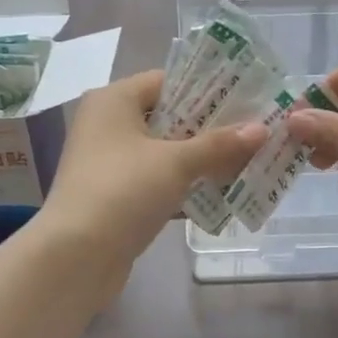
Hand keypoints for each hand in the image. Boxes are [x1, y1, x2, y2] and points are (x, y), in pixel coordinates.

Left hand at [40, 69, 266, 275]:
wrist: (75, 256)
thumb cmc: (123, 191)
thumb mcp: (176, 162)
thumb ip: (219, 144)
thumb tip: (262, 128)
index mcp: (113, 100)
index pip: (166, 81)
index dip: (206, 88)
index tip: (246, 98)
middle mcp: (107, 125)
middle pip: (168, 117)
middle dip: (210, 128)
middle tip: (254, 131)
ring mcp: (109, 163)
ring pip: (164, 152)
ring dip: (201, 159)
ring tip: (248, 161)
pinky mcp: (115, 196)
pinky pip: (157, 181)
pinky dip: (184, 186)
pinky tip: (221, 194)